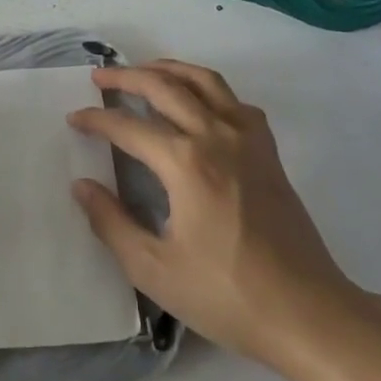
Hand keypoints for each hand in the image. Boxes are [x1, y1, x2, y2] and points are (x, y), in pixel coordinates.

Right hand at [67, 59, 365, 366]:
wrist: (306, 311)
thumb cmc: (225, 294)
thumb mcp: (153, 268)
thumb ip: (111, 223)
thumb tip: (82, 186)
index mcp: (185, 163)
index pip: (128, 127)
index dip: (96, 120)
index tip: (74, 119)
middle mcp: (216, 136)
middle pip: (165, 87)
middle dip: (127, 77)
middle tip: (100, 78)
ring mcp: (248, 139)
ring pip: (204, 81)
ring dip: (169, 69)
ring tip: (144, 70)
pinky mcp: (268, 151)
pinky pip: (235, 101)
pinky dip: (209, 89)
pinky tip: (199, 102)